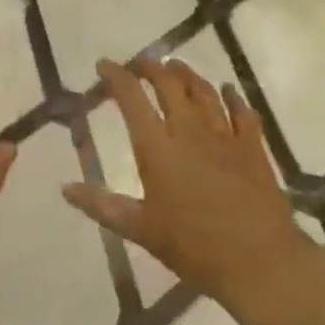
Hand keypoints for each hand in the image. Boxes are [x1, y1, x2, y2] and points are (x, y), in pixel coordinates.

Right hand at [64, 58, 306, 306]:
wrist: (259, 262)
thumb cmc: (193, 247)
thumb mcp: (140, 229)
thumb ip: (102, 205)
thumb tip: (65, 188)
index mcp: (157, 147)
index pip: (131, 98)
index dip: (115, 76)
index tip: (104, 64)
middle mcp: (188, 130)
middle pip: (168, 84)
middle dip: (151, 67)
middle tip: (140, 62)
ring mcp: (224, 135)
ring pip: (203, 91)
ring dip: (186, 74)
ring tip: (175, 65)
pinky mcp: (252, 147)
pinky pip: (242, 112)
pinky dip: (232, 96)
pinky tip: (227, 89)